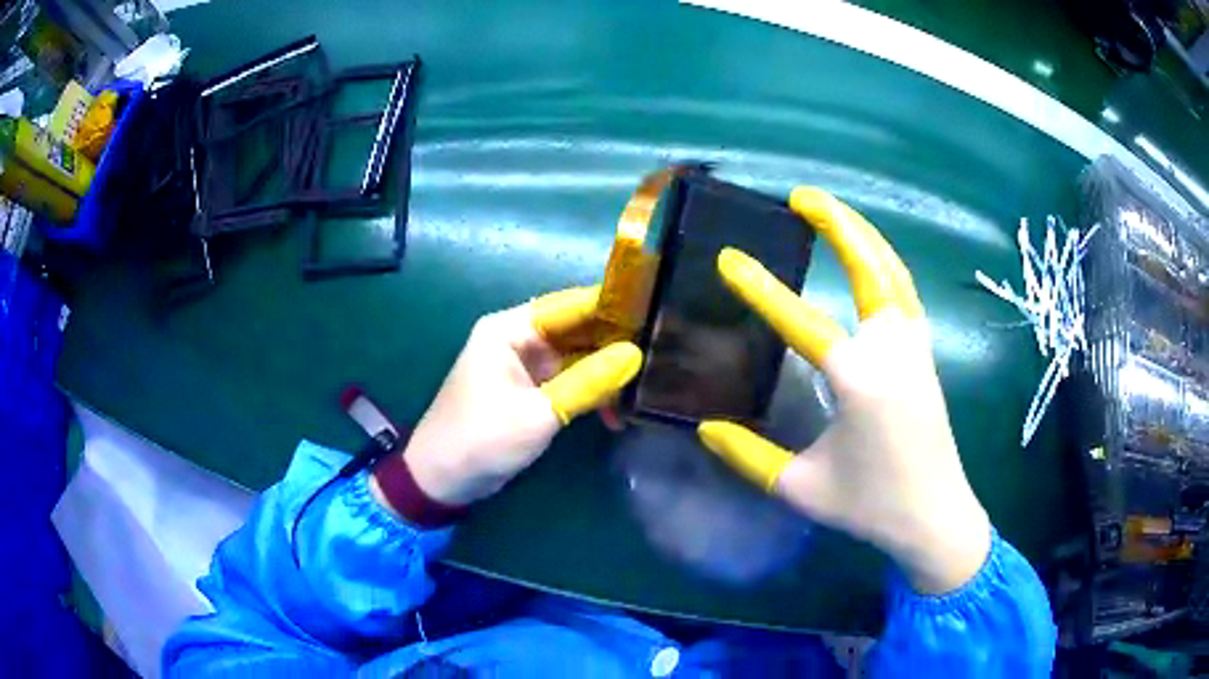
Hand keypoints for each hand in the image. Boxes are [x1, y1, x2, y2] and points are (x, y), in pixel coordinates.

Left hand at [384, 287, 640, 507]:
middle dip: (614, 344)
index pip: (568, 305)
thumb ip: (588, 383)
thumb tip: (636, 355)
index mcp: (510, 329)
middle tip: (662, 351)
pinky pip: (569, 382)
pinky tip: (617, 412)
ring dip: (605, 373)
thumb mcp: (538, 413)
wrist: (443, 481)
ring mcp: (525, 367)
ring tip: (645, 386)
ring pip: (576, 359)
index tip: (654, 309)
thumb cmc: (482, 438)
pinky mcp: (531, 393)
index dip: (610, 306)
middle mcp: (518, 340)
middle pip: (576, 331)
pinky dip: (590, 393)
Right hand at [698, 188, 990, 593]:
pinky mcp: (925, 354)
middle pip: (869, 268)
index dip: (762, 289)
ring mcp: (915, 348)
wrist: (934, 516)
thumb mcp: (800, 487)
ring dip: (864, 235)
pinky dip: (885, 263)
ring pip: (893, 272)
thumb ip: (748, 456)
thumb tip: (705, 427)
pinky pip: (905, 292)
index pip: (803, 321)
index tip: (730, 259)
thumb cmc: (870, 505)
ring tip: (833, 212)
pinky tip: (869, 258)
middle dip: (838, 224)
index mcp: (859, 380)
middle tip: (803, 195)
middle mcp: (892, 350)